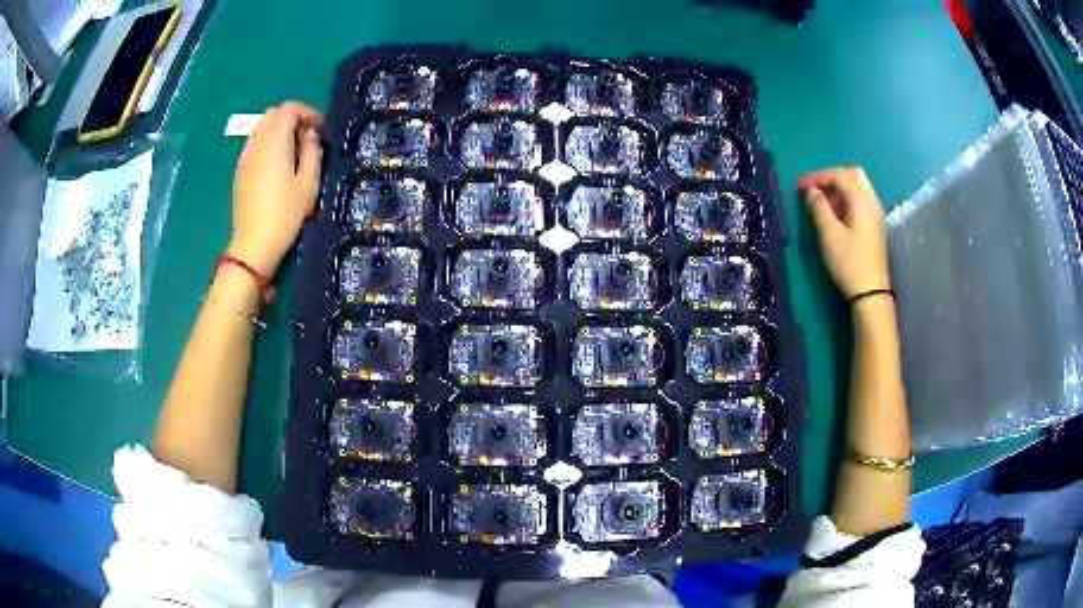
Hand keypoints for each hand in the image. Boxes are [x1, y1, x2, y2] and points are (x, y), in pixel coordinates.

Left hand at [227, 101, 323, 277]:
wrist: (253, 245)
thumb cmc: (285, 215)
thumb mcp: (309, 184)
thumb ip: (312, 152)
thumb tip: (310, 135)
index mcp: (274, 142)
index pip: (289, 109)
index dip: (307, 112)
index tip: (319, 129)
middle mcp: (256, 143)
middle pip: (273, 114)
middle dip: (293, 118)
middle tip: (307, 138)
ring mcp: (244, 157)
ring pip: (262, 128)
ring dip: (279, 131)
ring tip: (293, 151)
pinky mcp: (239, 172)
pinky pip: (255, 144)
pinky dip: (268, 144)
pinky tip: (277, 165)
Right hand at [799, 167, 890, 298]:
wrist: (871, 292)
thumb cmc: (849, 262)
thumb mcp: (829, 234)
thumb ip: (819, 207)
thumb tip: (812, 193)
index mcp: (861, 199)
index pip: (839, 175)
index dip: (818, 177)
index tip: (800, 186)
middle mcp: (871, 201)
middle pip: (852, 175)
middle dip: (832, 178)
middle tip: (814, 189)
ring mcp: (875, 214)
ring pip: (857, 188)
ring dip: (839, 189)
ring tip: (821, 202)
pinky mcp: (874, 226)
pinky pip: (860, 201)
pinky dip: (846, 200)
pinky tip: (834, 213)